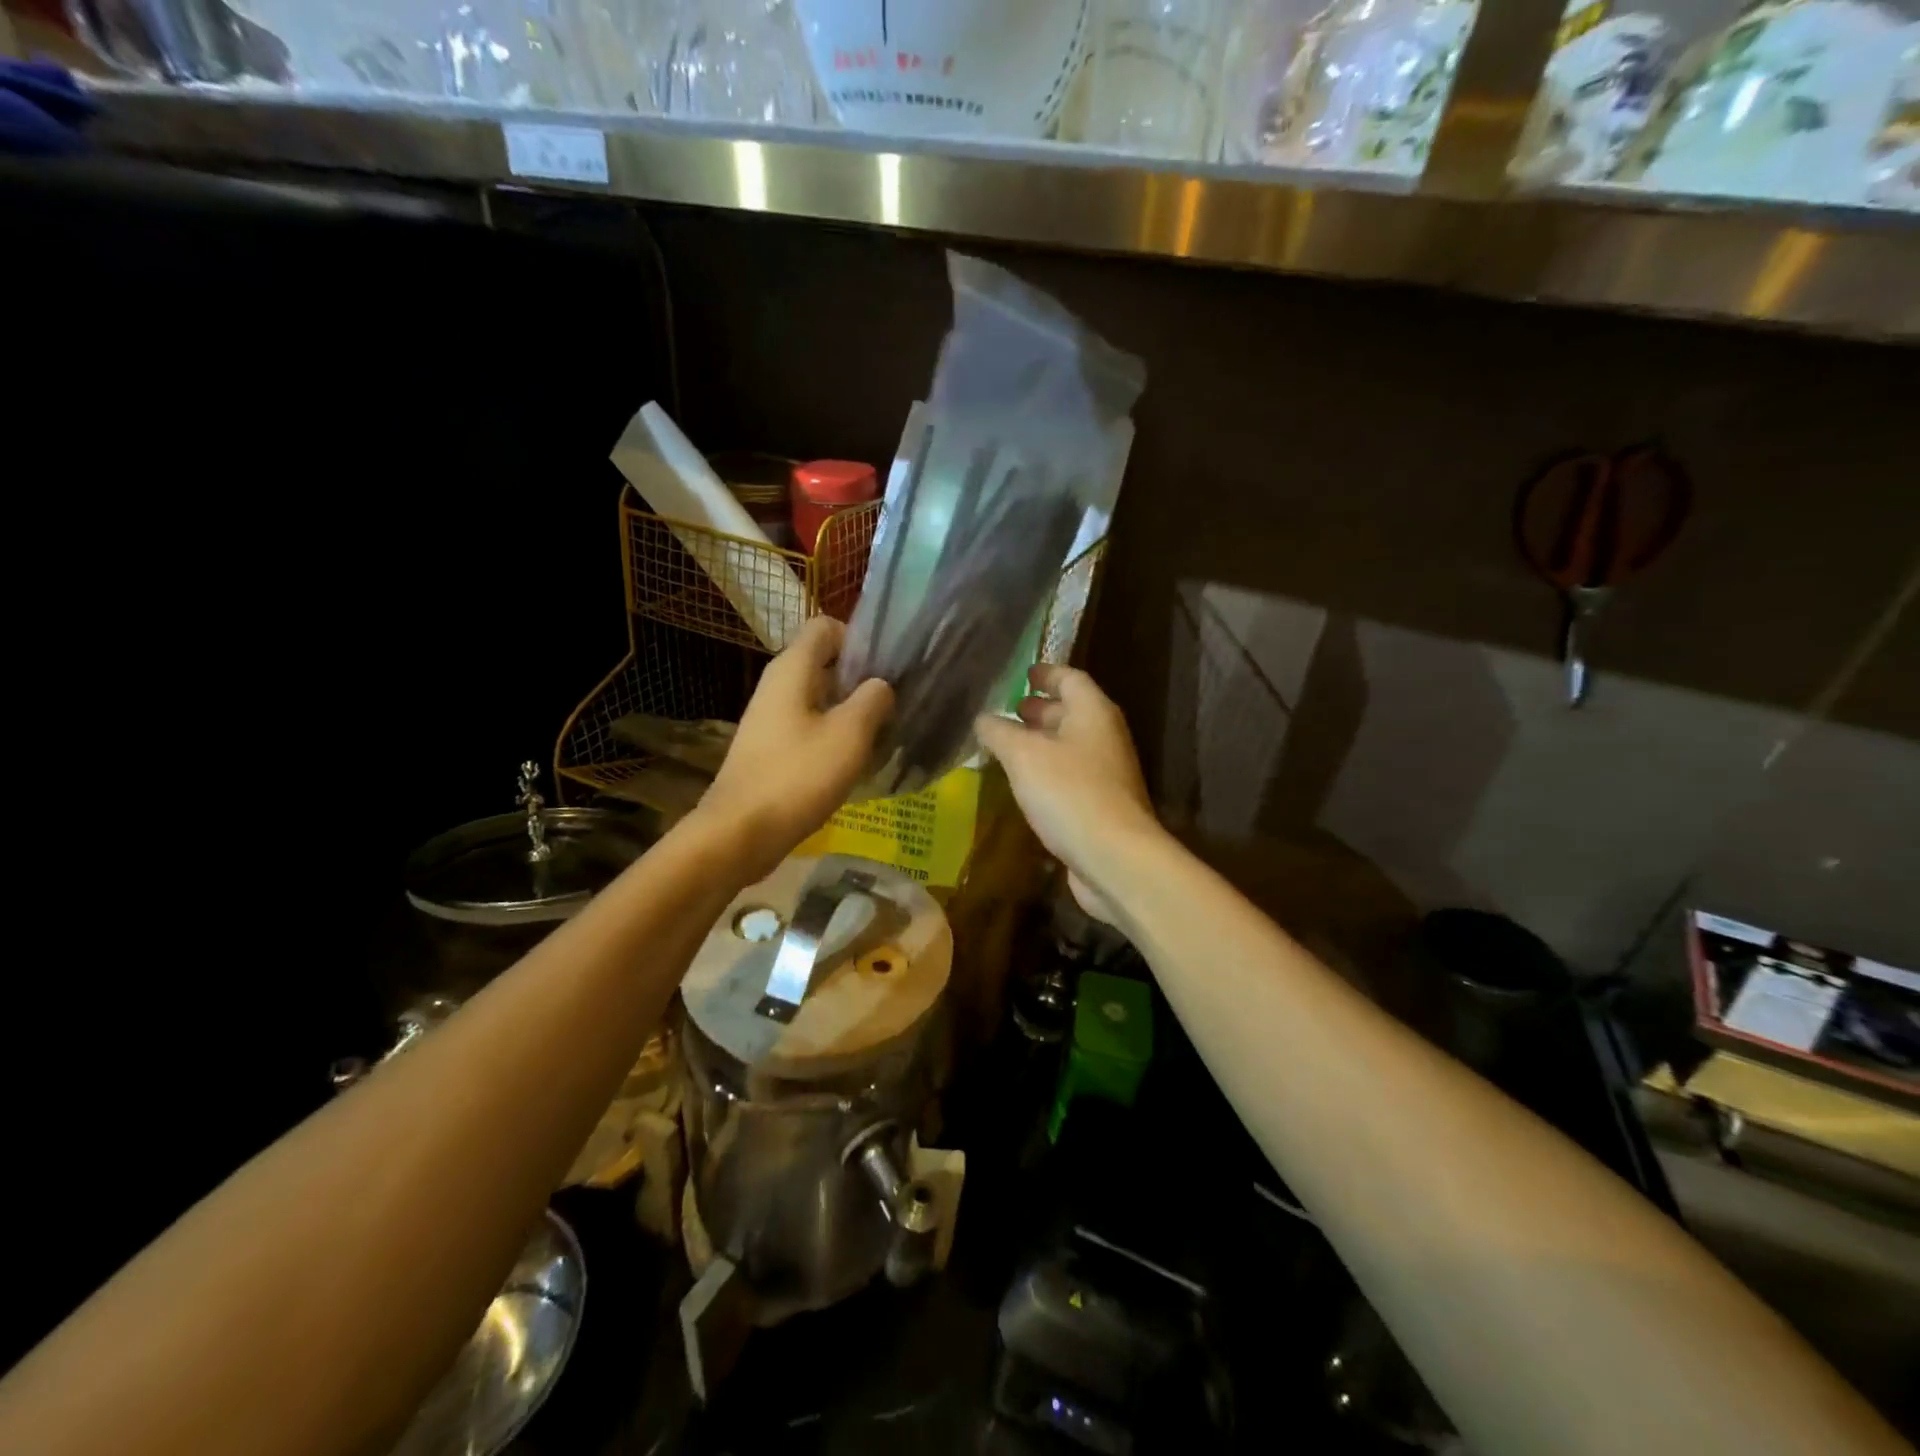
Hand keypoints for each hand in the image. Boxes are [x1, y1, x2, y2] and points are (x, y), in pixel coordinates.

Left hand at [700, 616, 893, 881]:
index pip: (826, 626)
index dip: (858, 639)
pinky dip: (832, 736)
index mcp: (792, 669)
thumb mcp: (849, 734)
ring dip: (850, 711)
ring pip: (819, 698)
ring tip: (880, 735)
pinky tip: (853, 762)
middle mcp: (777, 685)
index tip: (885, 669)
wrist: (740, 832)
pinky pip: (808, 727)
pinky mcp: (770, 747)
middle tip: (892, 705)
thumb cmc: (798, 776)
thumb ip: (873, 700)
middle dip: (860, 679)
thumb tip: (881, 686)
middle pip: (825, 663)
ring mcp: (770, 718)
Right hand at [975, 664, 1162, 923]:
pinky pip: (1069, 776)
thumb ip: (999, 732)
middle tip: (1007, 711)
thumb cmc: (1069, 792)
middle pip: (1071, 712)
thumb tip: (982, 718)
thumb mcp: (1023, 756)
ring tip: (1006, 746)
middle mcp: (1104, 736)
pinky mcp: (1100, 805)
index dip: (1046, 673)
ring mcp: (1106, 773)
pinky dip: (1046, 771)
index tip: (1022, 673)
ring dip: (1040, 742)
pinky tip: (1022, 783)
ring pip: (1069, 746)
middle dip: (1039, 709)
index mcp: (1093, 712)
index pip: (1070, 678)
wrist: (1114, 857)